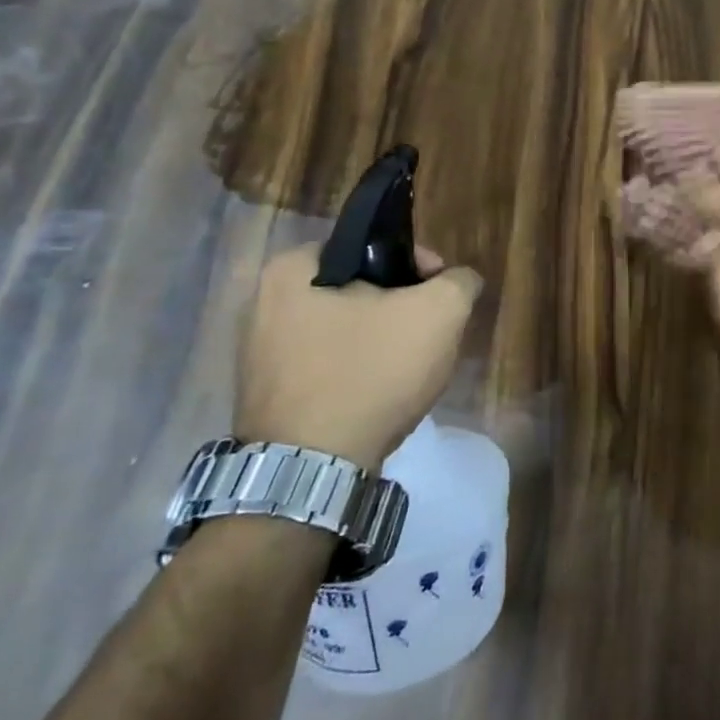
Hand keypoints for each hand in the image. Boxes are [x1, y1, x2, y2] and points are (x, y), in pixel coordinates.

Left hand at [236, 243, 483, 466]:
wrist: (313, 472)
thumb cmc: (370, 373)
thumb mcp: (438, 313)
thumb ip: (459, 282)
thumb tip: (459, 280)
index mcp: (292, 270)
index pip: (373, 246)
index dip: (418, 265)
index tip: (440, 295)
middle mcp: (262, 305)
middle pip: (360, 291)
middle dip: (401, 309)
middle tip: (429, 334)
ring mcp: (260, 355)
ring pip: (346, 331)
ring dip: (382, 343)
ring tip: (410, 369)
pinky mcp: (269, 396)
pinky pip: (328, 368)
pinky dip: (357, 374)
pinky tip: (380, 396)